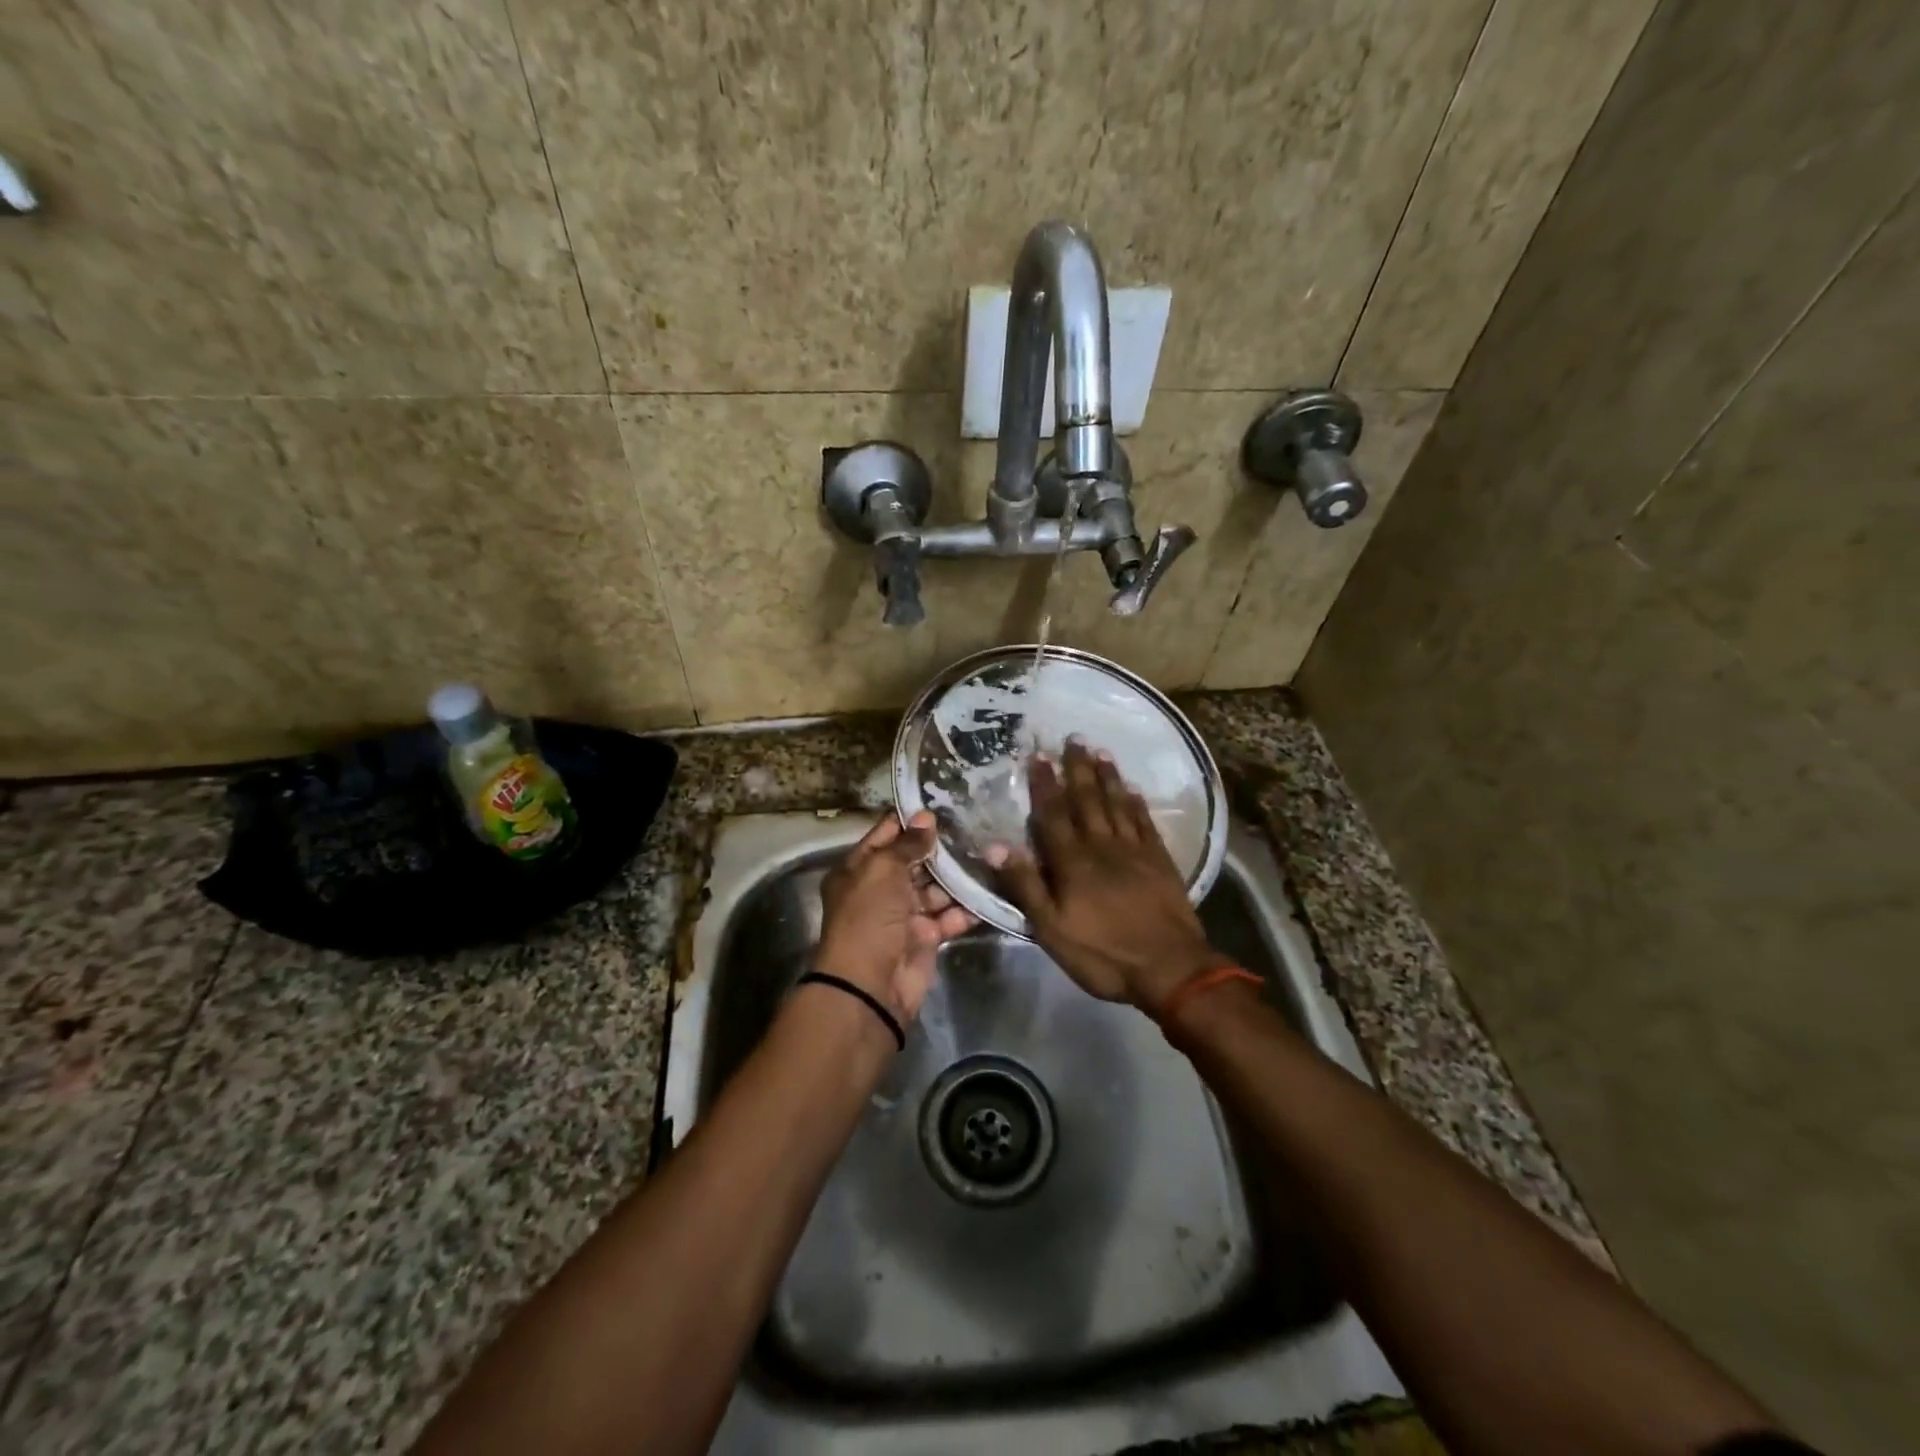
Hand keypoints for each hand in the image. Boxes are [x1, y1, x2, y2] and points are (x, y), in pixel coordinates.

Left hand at [816, 810, 975, 1024]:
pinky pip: (948, 917)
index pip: (885, 836)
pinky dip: (965, 909)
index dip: (910, 821)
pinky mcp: (925, 939)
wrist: (870, 986)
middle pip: (913, 863)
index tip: (941, 803)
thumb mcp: (882, 871)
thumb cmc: (868, 918)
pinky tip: (987, 892)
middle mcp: (879, 891)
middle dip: (939, 850)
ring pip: (934, 890)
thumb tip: (926, 817)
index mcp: (858, 870)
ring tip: (986, 856)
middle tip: (973, 828)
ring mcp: (903, 916)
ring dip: (956, 879)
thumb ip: (906, 844)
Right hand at [989, 742, 1229, 1013]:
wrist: (1170, 969)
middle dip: (1077, 769)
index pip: (1053, 815)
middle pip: (1087, 800)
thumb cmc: (1103, 953)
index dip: (1044, 785)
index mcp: (1072, 862)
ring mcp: (1135, 851)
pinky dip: (1137, 803)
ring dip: (1107, 777)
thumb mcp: (1051, 929)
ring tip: (1099, 752)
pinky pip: (1145, 822)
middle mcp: (1102, 846)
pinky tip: (1132, 788)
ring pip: (1117, 804)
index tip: (1038, 756)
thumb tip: (994, 846)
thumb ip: (1025, 885)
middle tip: (1073, 738)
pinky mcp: (1160, 860)